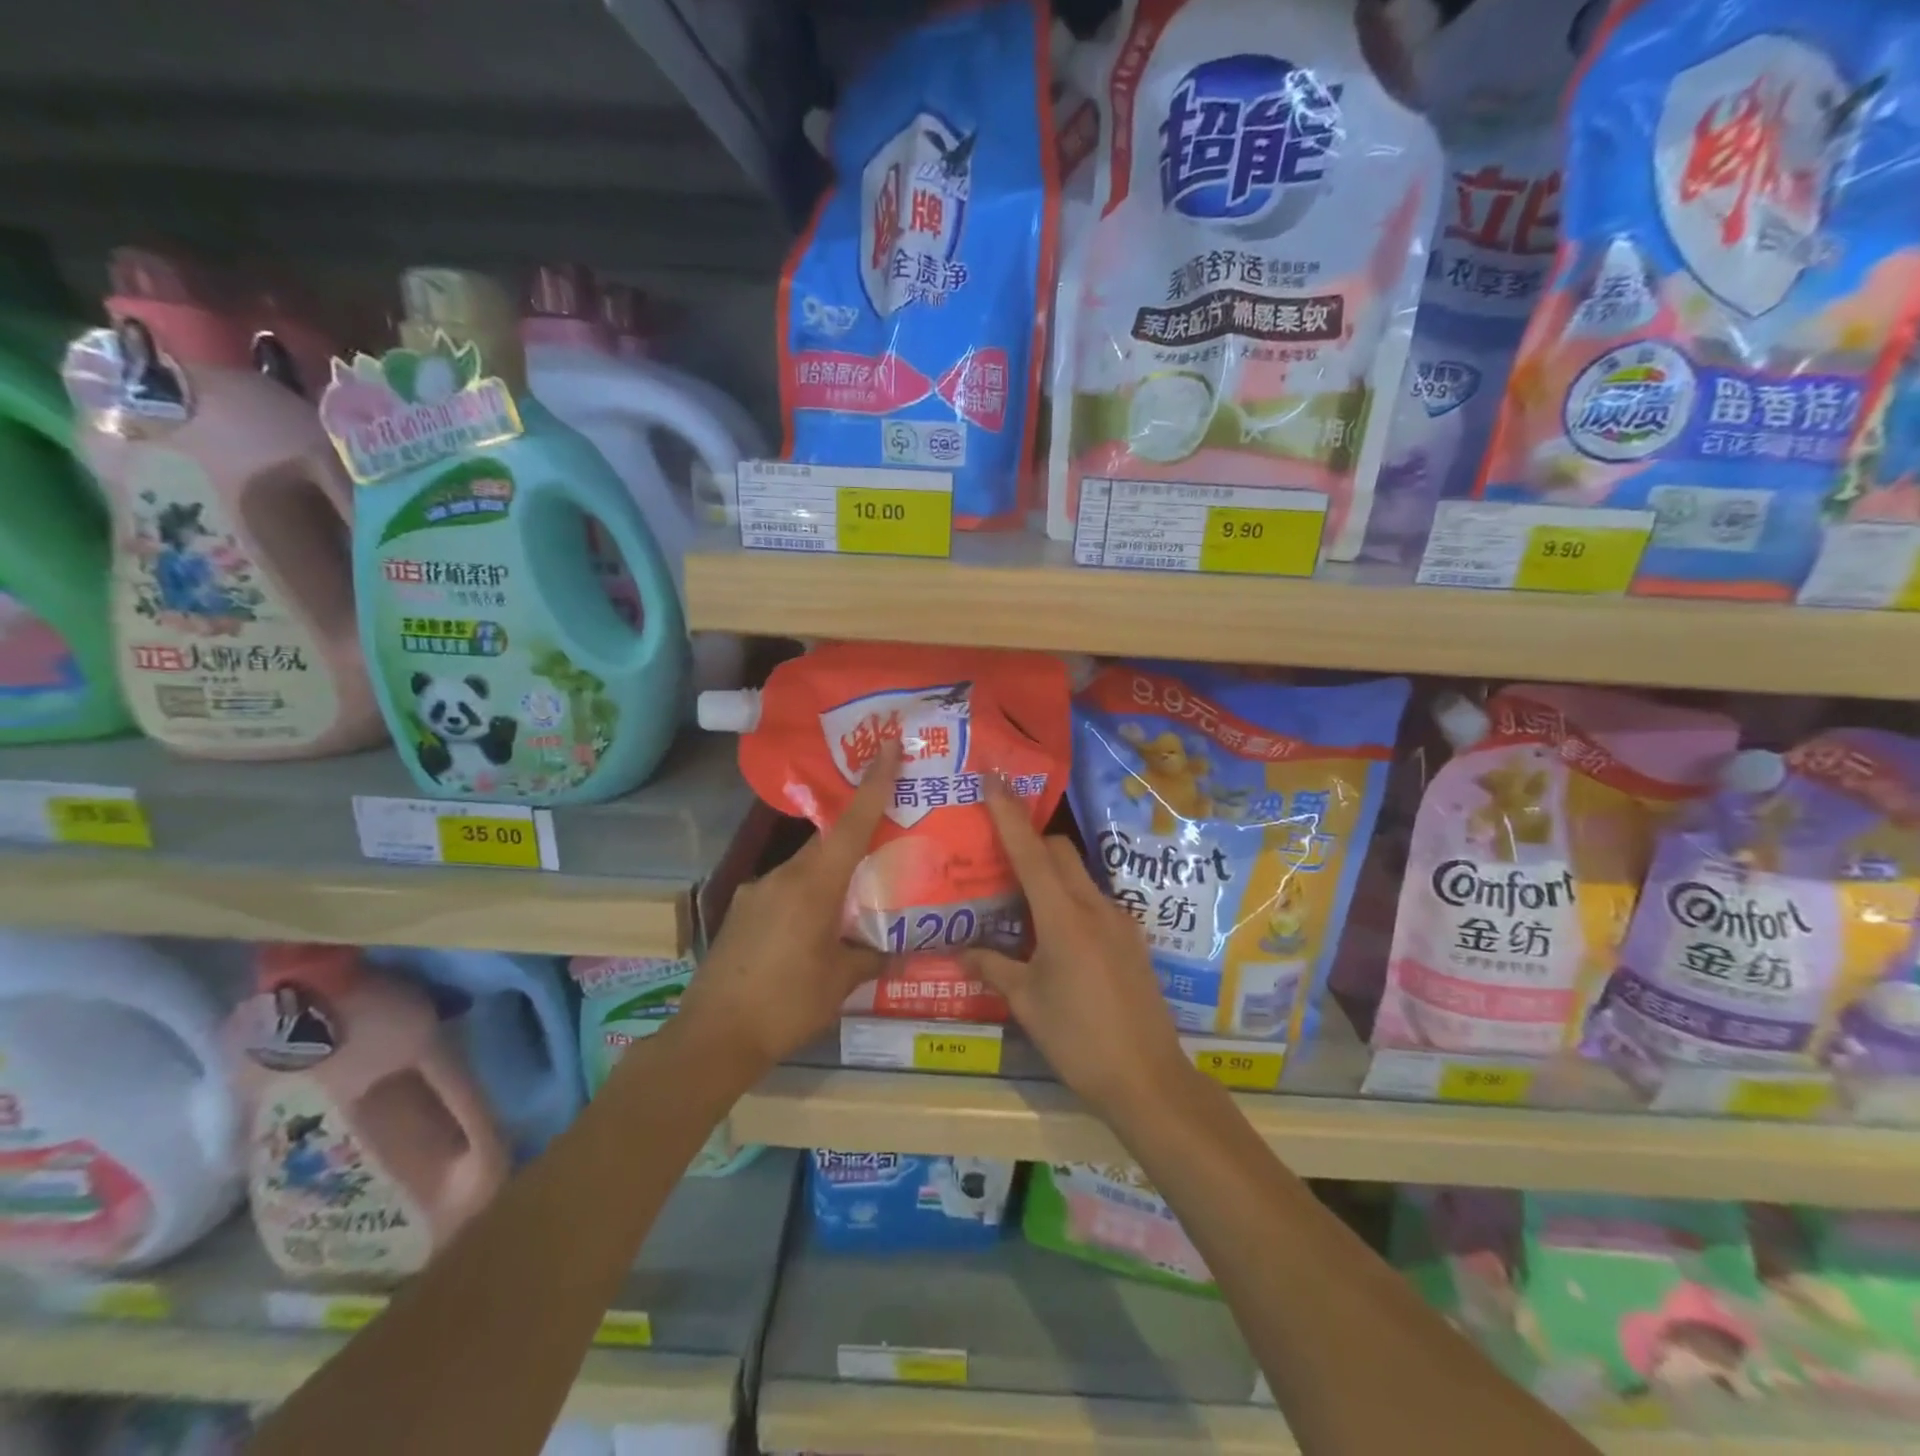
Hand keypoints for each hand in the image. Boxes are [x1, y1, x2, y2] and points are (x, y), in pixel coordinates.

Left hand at [678, 742, 894, 1068]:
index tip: (888, 745)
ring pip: (804, 869)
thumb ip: (871, 957)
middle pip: (827, 843)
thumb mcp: (839, 982)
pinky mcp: (741, 912)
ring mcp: (756, 892)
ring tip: (851, 902)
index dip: (873, 783)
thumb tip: (898, 950)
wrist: (712, 1037)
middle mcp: (782, 876)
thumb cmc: (786, 1004)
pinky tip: (811, 932)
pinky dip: (804, 898)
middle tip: (884, 843)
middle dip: (855, 838)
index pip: (851, 824)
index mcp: (813, 885)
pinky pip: (783, 891)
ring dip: (829, 876)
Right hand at [961, 777, 1191, 1119]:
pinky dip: (1069, 902)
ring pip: (1078, 877)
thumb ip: (993, 968)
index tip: (993, 777)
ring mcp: (1120, 921)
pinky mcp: (1132, 940)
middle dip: (1029, 842)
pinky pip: (1094, 903)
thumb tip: (961, 952)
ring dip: (1049, 877)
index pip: (1029, 851)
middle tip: (996, 857)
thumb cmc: (1079, 1040)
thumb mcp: (1027, 1004)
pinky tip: (1054, 938)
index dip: (1008, 812)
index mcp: (1063, 917)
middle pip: (1058, 852)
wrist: (1149, 1079)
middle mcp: (1095, 907)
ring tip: (1020, 905)